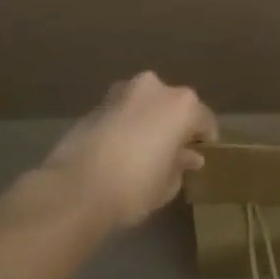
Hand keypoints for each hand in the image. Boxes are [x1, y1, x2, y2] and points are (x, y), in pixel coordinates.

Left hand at [42, 73, 215, 229]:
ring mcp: (123, 92)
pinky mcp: (95, 104)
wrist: (75, 189)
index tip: (200, 157)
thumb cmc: (134, 187)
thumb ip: (181, 165)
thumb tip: (187, 157)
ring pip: (145, 105)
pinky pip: (122, 112)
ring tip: (142, 150)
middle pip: (174, 106)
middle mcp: (156, 89)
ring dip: (148, 121)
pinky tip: (118, 150)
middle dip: (174, 125)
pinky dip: (125, 125)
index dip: (205, 140)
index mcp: (183, 105)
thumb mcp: (168, 184)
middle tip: (171, 152)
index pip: (204, 121)